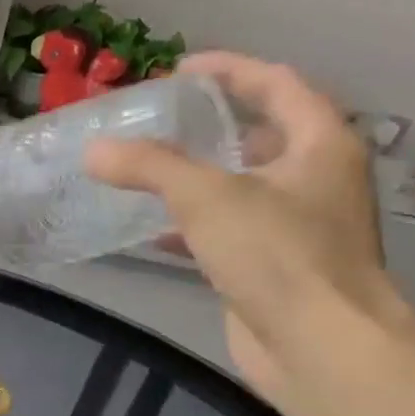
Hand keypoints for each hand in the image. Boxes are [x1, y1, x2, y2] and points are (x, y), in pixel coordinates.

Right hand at [86, 51, 414, 406]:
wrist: (321, 346)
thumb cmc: (278, 255)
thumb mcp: (207, 198)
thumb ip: (149, 168)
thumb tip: (93, 149)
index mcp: (320, 145)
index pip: (277, 84)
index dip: (230, 70)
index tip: (180, 70)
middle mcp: (317, 179)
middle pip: (263, 135)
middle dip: (212, 125)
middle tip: (159, 122)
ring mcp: (298, 226)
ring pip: (242, 186)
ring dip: (198, 177)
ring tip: (147, 171)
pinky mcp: (275, 267)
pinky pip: (229, 231)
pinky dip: (193, 226)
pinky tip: (154, 232)